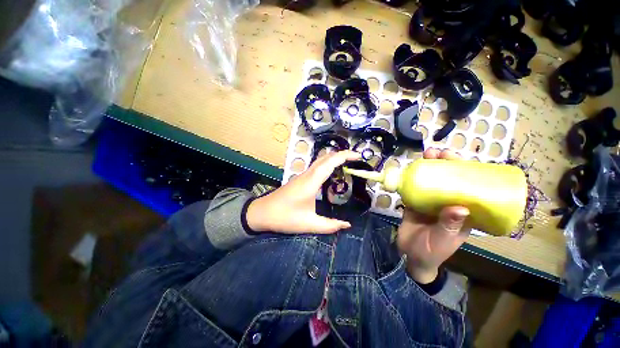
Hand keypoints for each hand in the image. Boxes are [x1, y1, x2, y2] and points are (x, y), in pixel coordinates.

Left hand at [246, 150, 361, 233]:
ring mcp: (302, 176)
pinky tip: (332, 173)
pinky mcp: (300, 179)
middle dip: (342, 154)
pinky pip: (316, 167)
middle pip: (325, 157)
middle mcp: (307, 175)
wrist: (262, 213)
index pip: (330, 162)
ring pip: (320, 160)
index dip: (345, 156)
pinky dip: (327, 165)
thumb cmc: (284, 218)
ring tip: (347, 164)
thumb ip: (330, 225)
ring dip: (334, 159)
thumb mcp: (309, 224)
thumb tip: (347, 225)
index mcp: (311, 182)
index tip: (358, 156)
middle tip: (356, 159)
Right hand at [396, 148, 470, 283]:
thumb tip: (460, 207)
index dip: (466, 172)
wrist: (409, 255)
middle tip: (438, 153)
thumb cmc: (431, 252)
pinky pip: (415, 188)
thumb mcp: (442, 240)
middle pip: (449, 180)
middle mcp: (447, 204)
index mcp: (462, 213)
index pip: (469, 188)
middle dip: (445, 164)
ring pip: (431, 181)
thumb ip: (449, 225)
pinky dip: (413, 178)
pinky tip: (410, 169)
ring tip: (426, 155)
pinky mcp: (415, 203)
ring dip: (429, 167)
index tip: (458, 159)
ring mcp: (430, 203)